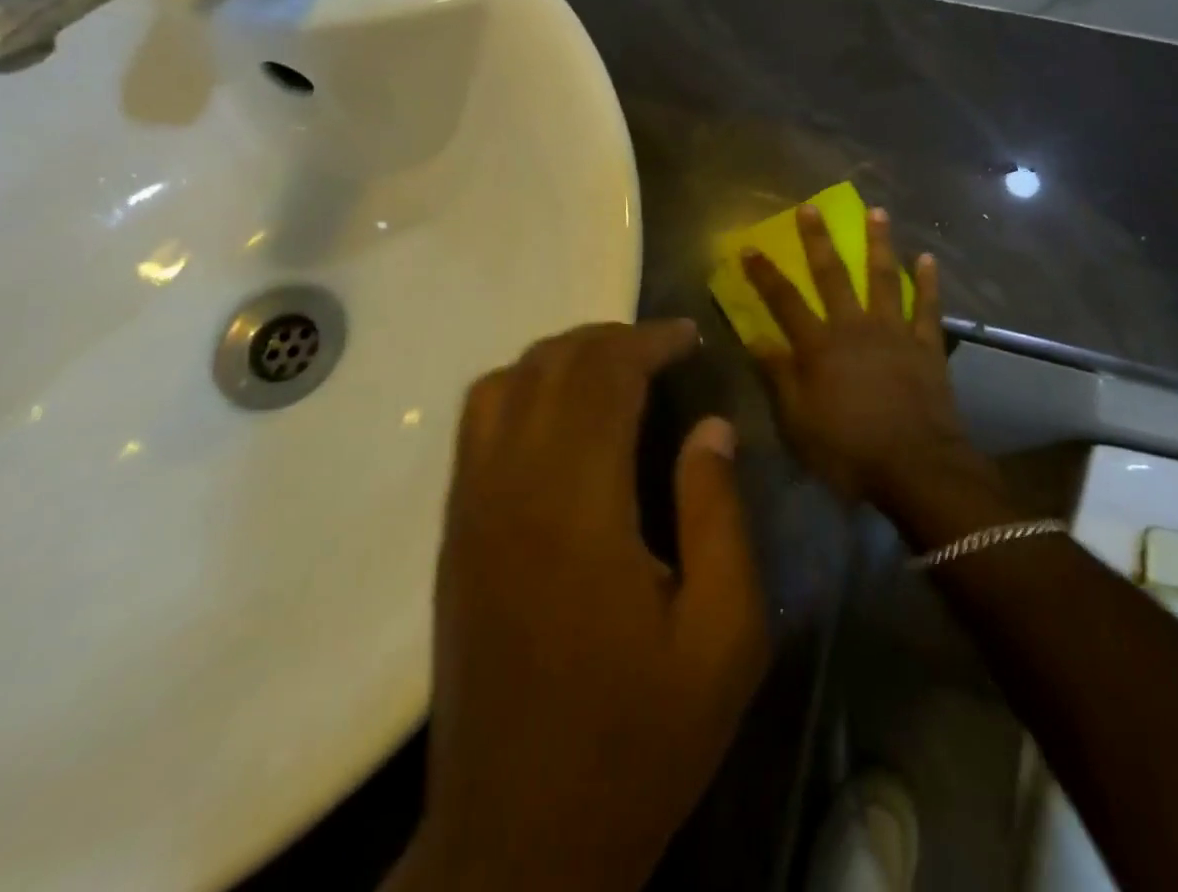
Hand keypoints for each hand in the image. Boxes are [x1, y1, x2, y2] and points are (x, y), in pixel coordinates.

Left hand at [393, 322, 768, 891]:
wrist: (519, 842)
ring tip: (617, 370)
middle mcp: (511, 488)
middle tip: (664, 349)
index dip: (649, 341)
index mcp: (577, 507)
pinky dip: (524, 388)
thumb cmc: (637, 741)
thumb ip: (719, 515)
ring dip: (564, 358)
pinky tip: (565, 416)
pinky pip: (479, 423)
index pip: (604, 377)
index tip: (690, 336)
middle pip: (552, 366)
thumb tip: (712, 427)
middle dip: (612, 339)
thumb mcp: (722, 637)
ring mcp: (471, 509)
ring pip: (506, 382)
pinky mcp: (455, 534)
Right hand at [740, 205, 974, 508]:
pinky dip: (928, 282)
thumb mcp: (798, 422)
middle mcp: (854, 327)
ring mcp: (894, 332)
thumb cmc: (849, 450)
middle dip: (818, 240)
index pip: (784, 302)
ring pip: (884, 278)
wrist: (916, 467)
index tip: (750, 247)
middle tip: (811, 208)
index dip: (765, 274)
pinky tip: (928, 258)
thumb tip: (755, 339)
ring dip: (879, 243)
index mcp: (819, 346)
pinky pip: (928, 306)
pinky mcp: (926, 345)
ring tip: (877, 212)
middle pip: (833, 276)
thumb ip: (778, 377)